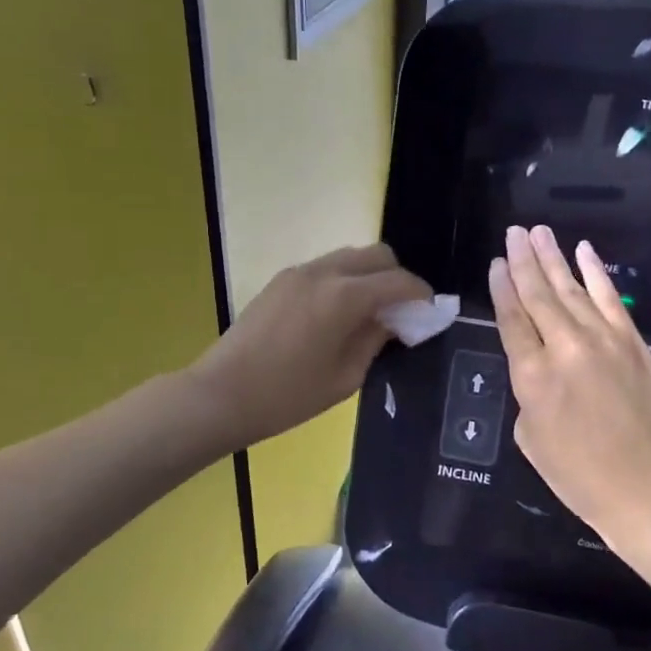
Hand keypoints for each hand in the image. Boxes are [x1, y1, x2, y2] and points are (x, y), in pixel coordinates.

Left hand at [192, 244, 430, 448]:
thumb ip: (375, 341)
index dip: (421, 295)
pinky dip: (345, 280)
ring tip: (369, 313)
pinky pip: (326, 267)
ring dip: (369, 276)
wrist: (221, 394)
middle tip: (400, 312)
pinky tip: (338, 314)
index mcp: (344, 297)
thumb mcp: (344, 377)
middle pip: (377, 254)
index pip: (398, 281)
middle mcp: (324, 272)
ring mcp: (299, 272)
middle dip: (397, 277)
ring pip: (350, 256)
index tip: (430, 313)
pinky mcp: (281, 280)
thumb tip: (393, 321)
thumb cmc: (287, 396)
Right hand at [492, 225, 650, 546]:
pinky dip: (595, 272)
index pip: (511, 319)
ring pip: (571, 288)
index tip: (495, 263)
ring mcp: (602, 339)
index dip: (501, 288)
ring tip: (538, 232)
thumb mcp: (531, 438)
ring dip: (553, 258)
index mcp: (532, 376)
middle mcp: (565, 347)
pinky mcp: (632, 341)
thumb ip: (528, 392)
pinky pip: (609, 297)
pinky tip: (583, 251)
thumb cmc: (580, 475)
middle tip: (513, 232)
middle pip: (538, 295)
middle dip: (522, 261)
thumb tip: (539, 367)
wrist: (649, 487)